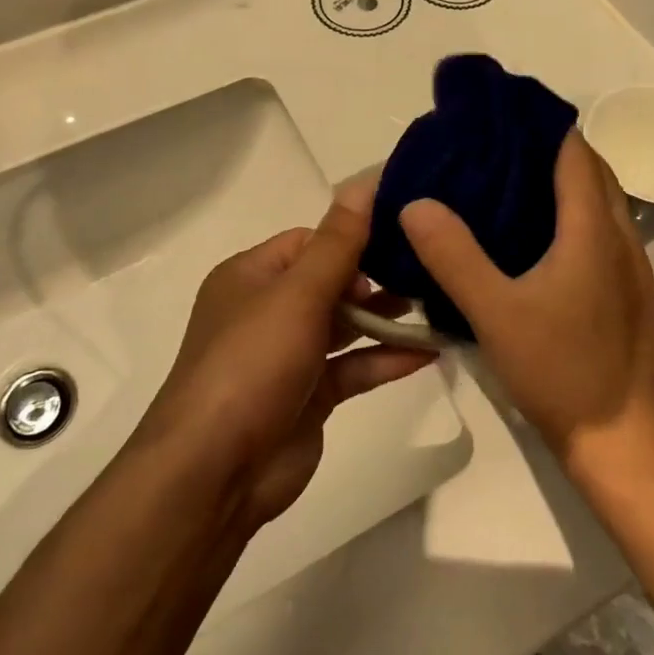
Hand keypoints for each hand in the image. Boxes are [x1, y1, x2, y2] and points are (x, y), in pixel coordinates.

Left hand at [141, 175, 435, 528]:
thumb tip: (363, 182)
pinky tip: (431, 352)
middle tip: (428, 271)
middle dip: (377, 278)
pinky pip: (353, 367)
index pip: (310, 241)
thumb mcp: (298, 294)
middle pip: (331, 282)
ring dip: (387, 319)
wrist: (215, 472)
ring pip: (345, 326)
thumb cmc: (252, 364)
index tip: (401, 238)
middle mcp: (267, 310)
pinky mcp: (308, 396)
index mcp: (252, 276)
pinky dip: (386, 359)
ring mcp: (288, 356)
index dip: (352, 238)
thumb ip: (338, 242)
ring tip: (438, 305)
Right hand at [400, 133, 653, 477]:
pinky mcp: (628, 292)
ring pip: (600, 202)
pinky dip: (572, 215)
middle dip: (548, 149)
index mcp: (594, 229)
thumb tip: (416, 203)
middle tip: (493, 147)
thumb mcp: (495, 313)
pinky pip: (601, 231)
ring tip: (508, 184)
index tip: (498, 114)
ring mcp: (630, 266)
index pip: (574, 152)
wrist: (622, 440)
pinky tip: (535, 240)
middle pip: (591, 171)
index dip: (540, 124)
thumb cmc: (561, 370)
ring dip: (562, 183)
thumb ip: (454, 256)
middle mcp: (621, 237)